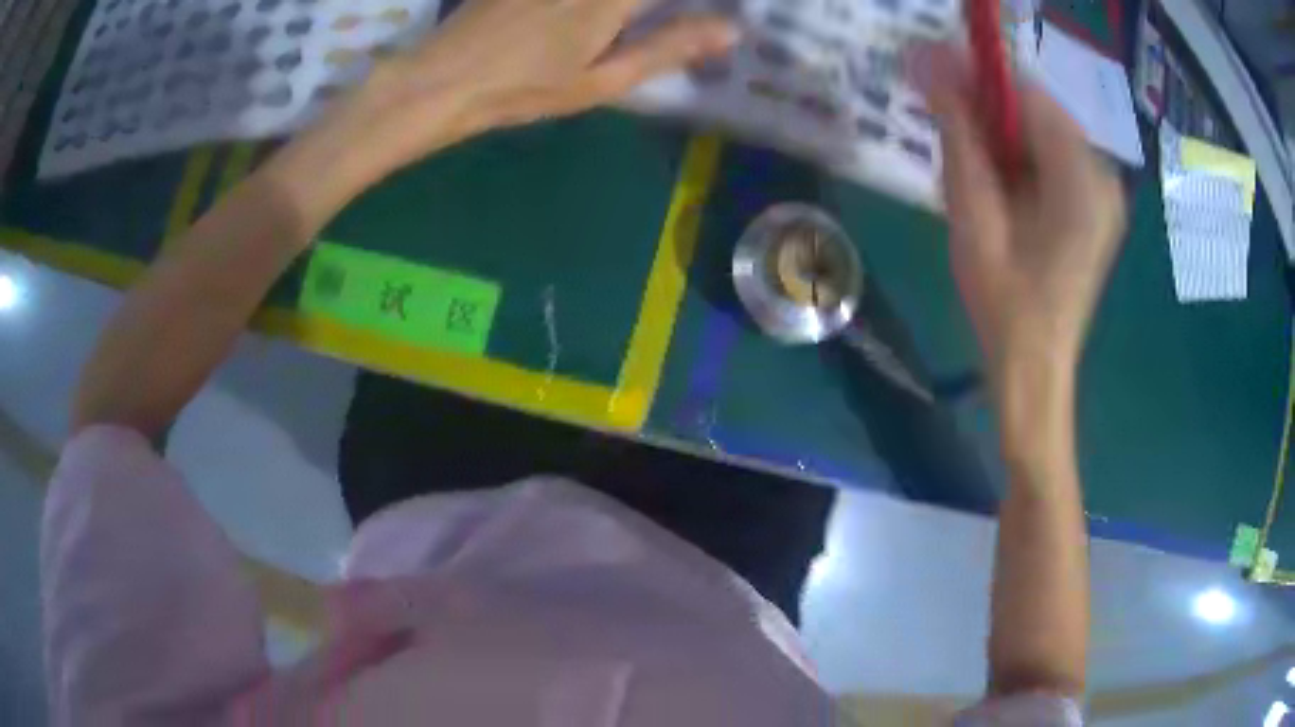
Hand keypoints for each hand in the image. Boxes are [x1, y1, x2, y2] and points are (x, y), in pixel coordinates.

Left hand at [348, 0, 735, 167]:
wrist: (443, 79)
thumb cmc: (526, 88)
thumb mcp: (604, 79)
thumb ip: (668, 48)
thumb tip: (731, 31)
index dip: (701, 4)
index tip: (723, 11)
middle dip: (663, 9)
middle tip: (682, 22)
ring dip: (630, 9)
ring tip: (626, 27)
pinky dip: (602, 7)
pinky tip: (598, 19)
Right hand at [916, 44, 1125, 384]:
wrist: (1033, 368)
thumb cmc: (1004, 302)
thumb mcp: (973, 213)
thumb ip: (958, 132)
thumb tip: (928, 61)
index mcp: (1081, 178)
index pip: (1028, 93)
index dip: (979, 79)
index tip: (934, 81)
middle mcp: (1102, 175)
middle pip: (1038, 112)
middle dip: (989, 112)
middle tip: (948, 133)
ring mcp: (1103, 193)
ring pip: (1042, 133)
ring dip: (1002, 137)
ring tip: (973, 173)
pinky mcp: (1095, 207)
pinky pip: (1052, 158)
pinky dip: (1020, 159)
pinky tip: (998, 188)